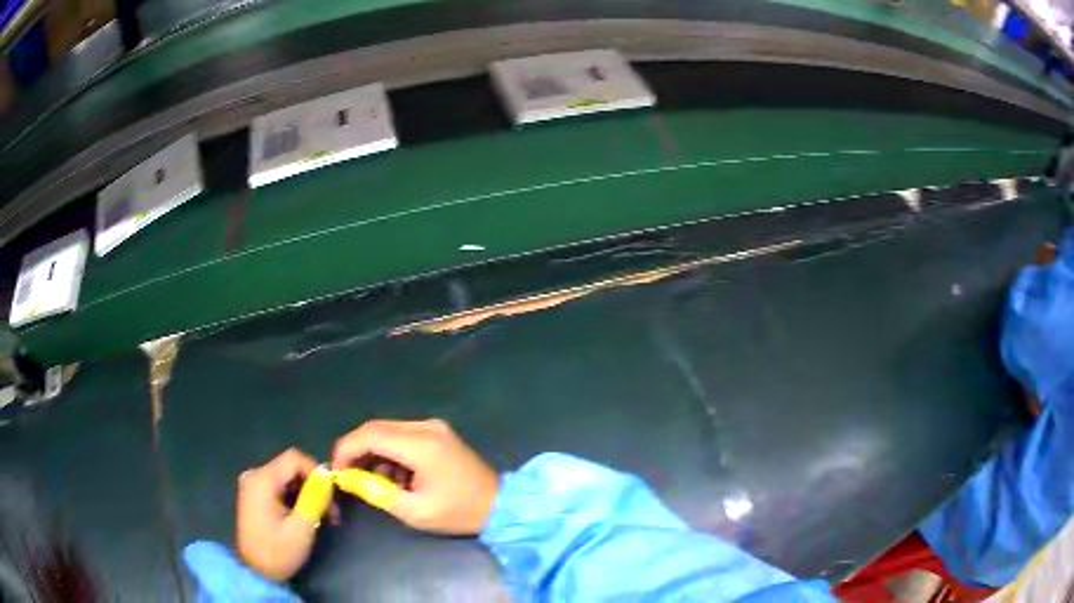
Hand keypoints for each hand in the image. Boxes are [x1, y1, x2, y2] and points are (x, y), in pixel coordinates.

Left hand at [236, 448, 319, 581]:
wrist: (256, 572)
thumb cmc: (278, 552)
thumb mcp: (301, 528)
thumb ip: (314, 498)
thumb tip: (327, 477)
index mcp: (262, 480)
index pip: (294, 459)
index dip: (317, 471)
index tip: (331, 496)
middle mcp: (254, 475)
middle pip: (290, 467)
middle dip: (313, 486)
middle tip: (330, 512)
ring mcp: (252, 484)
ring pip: (287, 477)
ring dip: (306, 493)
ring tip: (320, 517)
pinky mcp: (254, 494)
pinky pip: (279, 485)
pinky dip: (294, 497)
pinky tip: (303, 516)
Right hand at [331, 419, 498, 534]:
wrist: (500, 505)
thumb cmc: (459, 512)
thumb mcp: (414, 511)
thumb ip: (377, 492)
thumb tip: (347, 478)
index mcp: (421, 444)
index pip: (369, 435)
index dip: (346, 450)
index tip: (336, 471)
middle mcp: (425, 427)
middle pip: (375, 428)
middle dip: (356, 450)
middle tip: (349, 476)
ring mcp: (433, 427)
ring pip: (387, 431)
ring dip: (374, 453)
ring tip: (377, 483)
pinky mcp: (437, 432)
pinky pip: (402, 435)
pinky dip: (390, 453)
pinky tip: (396, 477)